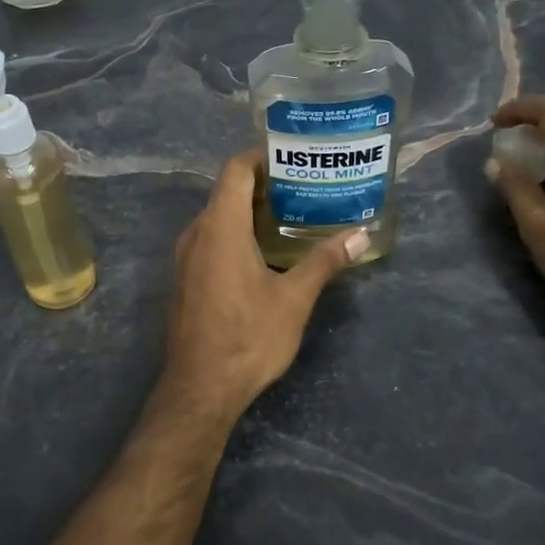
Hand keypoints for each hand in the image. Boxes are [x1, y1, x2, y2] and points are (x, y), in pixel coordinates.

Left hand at [162, 150, 365, 417]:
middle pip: (227, 191)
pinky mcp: (185, 279)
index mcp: (220, 227)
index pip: (235, 170)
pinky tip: (264, 252)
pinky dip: (236, 234)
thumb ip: (324, 261)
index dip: (261, 155)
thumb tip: (360, 235)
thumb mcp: (294, 299)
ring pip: (217, 217)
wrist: (200, 388)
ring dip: (250, 211)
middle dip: (264, 184)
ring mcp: (185, 258)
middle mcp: (196, 233)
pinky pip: (210, 240)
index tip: (293, 156)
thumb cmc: (248, 337)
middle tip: (304, 187)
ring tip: (291, 216)